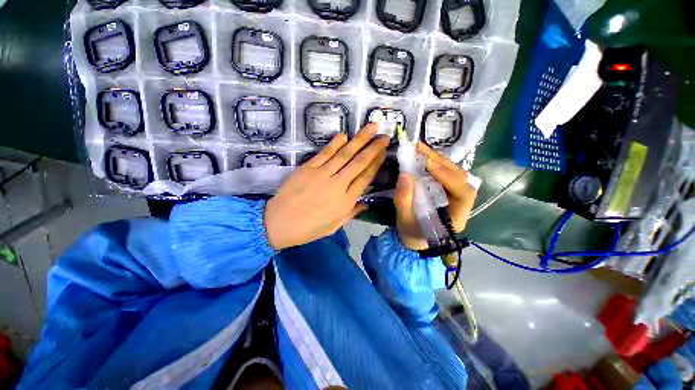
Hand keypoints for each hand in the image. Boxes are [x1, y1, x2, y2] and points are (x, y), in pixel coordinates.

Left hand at [264, 124, 389, 249]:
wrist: (278, 223)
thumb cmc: (308, 229)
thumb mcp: (334, 226)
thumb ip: (351, 213)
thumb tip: (366, 204)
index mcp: (345, 201)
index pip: (365, 178)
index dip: (376, 163)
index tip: (383, 152)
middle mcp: (337, 185)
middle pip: (359, 163)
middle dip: (373, 148)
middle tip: (384, 136)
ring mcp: (322, 174)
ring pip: (344, 154)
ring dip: (359, 140)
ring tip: (371, 127)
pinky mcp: (307, 168)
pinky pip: (324, 153)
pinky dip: (335, 143)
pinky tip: (344, 135)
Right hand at [394, 143, 476, 249]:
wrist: (414, 238)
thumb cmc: (411, 233)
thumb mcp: (404, 220)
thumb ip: (404, 200)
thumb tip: (404, 175)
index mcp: (456, 217)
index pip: (464, 193)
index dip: (449, 177)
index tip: (429, 165)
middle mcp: (461, 204)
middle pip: (460, 178)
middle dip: (441, 163)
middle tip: (421, 150)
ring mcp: (454, 195)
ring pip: (453, 173)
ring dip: (437, 160)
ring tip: (420, 149)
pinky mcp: (445, 190)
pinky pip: (444, 174)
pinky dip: (434, 163)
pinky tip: (422, 157)